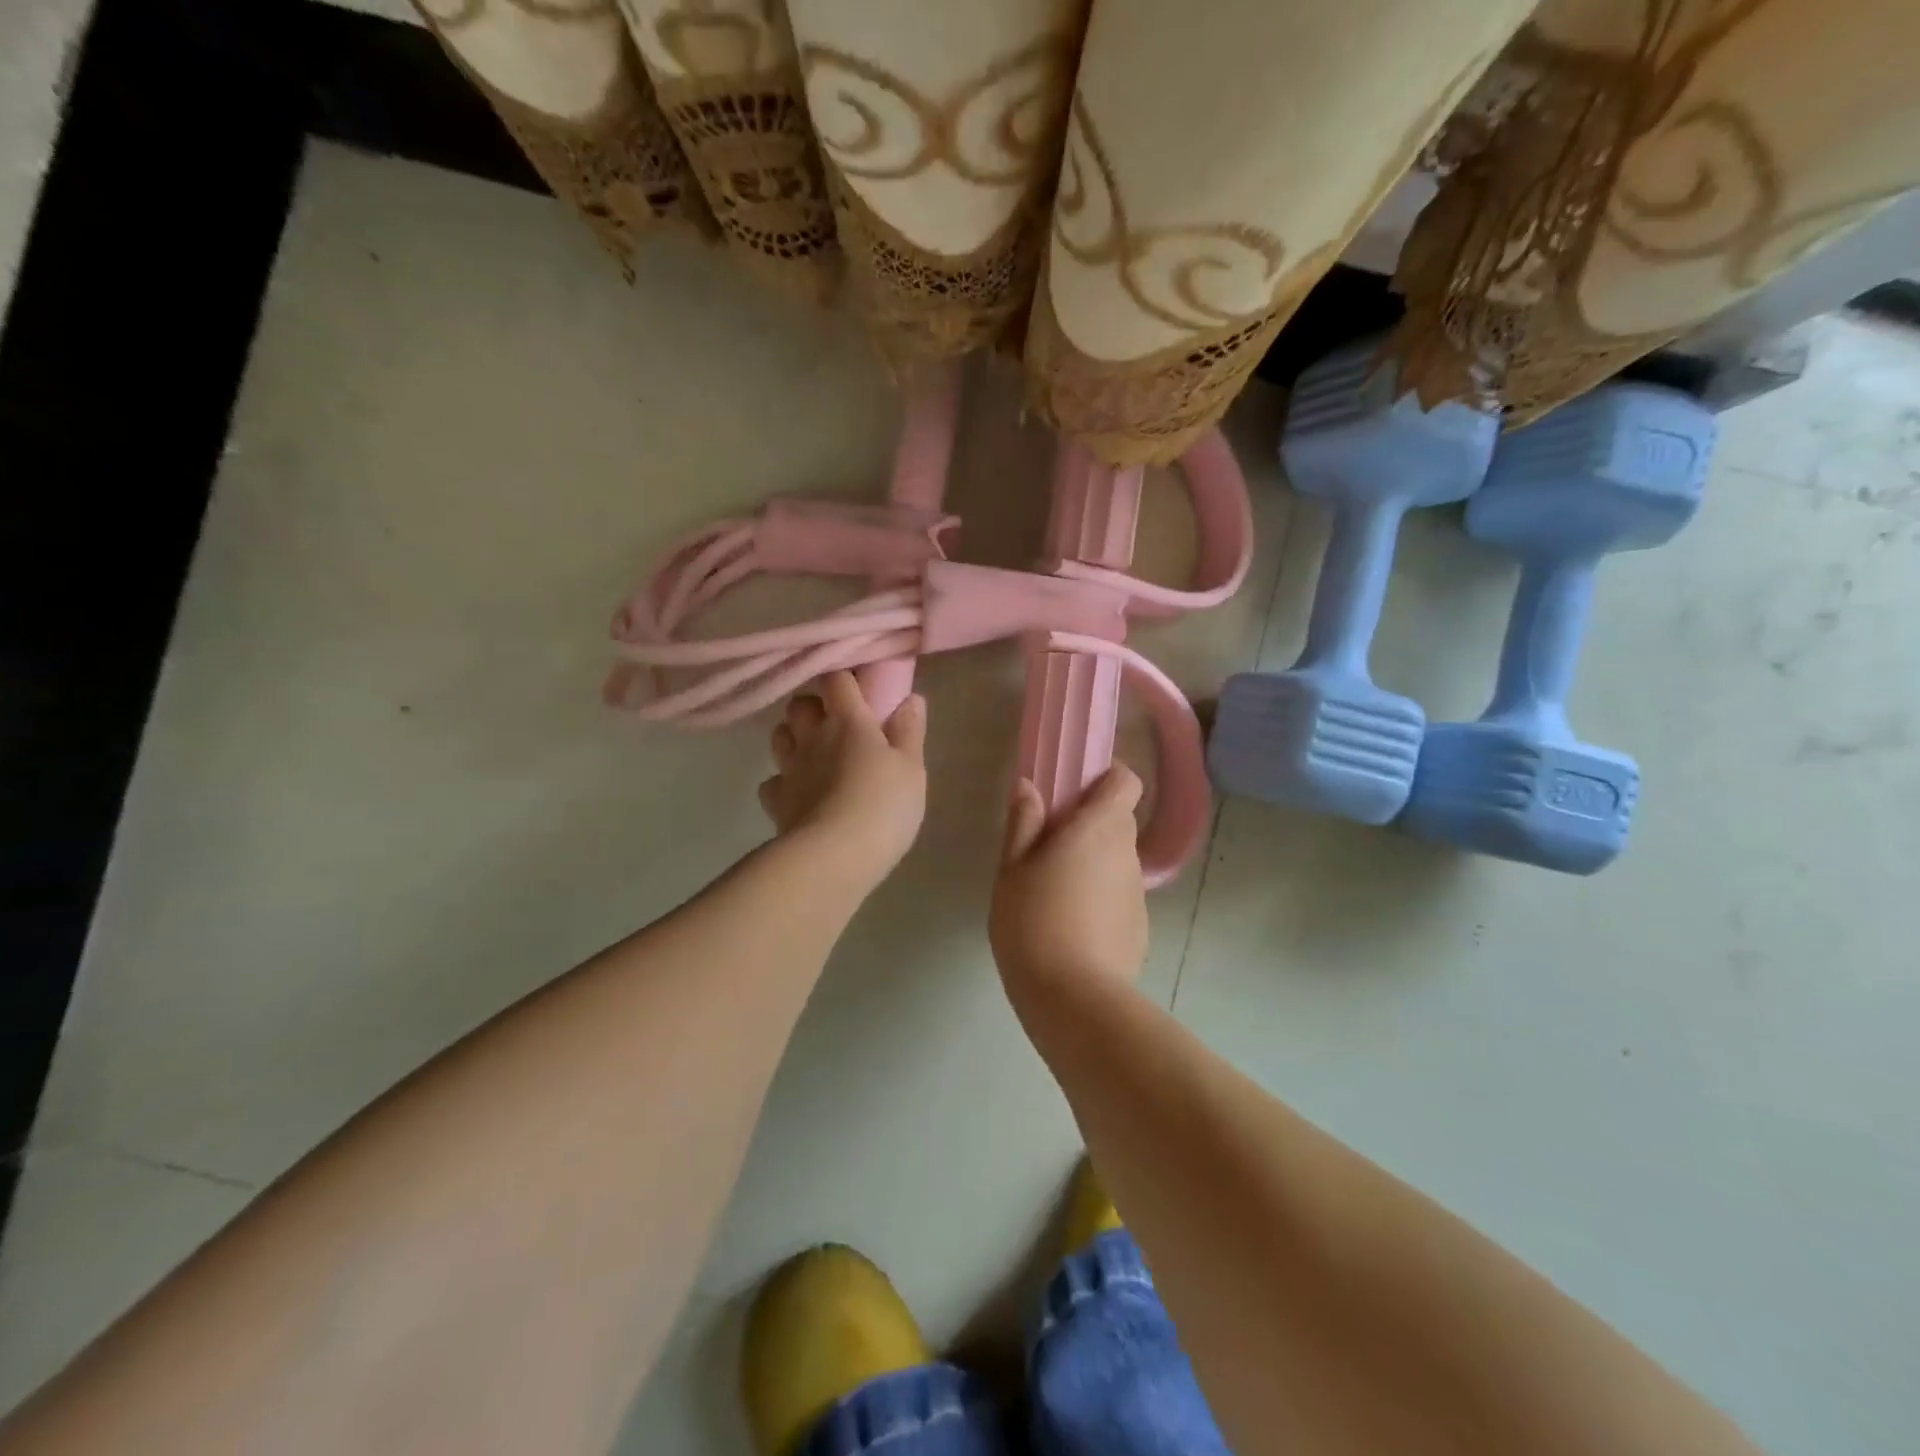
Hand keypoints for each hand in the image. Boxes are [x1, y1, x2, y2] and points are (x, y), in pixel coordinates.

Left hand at [760, 671, 927, 888]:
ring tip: (815, 754)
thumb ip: (909, 731)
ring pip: (779, 736)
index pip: (836, 680)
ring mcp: (789, 769)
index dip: (844, 679)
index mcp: (847, 721)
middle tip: (835, 723)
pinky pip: (772, 781)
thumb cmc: (883, 805)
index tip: (859, 688)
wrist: (835, 855)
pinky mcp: (776, 802)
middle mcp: (812, 737)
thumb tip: (911, 699)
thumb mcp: (911, 768)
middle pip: (798, 704)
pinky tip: (800, 794)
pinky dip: (783, 782)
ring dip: (794, 737)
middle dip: (813, 707)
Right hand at [990, 766, 1146, 997]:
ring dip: (1093, 862)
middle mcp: (1126, 853)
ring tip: (1054, 891)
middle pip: (1119, 820)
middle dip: (1090, 822)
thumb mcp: (1012, 869)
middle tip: (1048, 843)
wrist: (1073, 999)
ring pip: (1117, 860)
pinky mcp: (1139, 927)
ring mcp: (1137, 893)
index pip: (1126, 781)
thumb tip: (1030, 786)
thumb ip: (1023, 823)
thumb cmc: (1033, 922)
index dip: (1105, 778)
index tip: (1074, 789)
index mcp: (1099, 828)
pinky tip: (1071, 925)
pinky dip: (1100, 897)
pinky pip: (1118, 895)